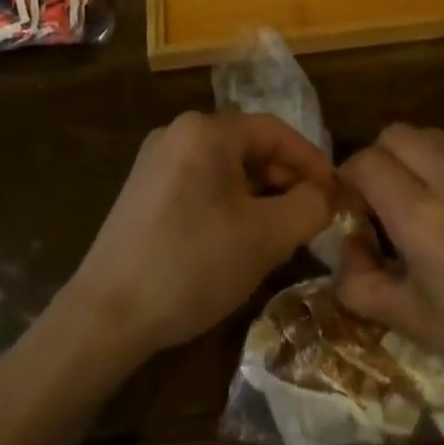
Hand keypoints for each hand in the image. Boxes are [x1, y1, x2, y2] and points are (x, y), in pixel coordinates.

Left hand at [66, 112, 335, 362]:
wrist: (107, 314)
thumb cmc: (193, 264)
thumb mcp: (265, 237)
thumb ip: (309, 207)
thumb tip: (326, 195)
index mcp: (205, 131)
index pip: (274, 130)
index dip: (311, 160)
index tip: (336, 194)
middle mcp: (177, 132)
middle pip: (248, 146)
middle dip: (285, 179)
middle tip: (311, 216)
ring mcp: (154, 161)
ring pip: (224, 167)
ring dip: (259, 194)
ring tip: (280, 232)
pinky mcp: (142, 191)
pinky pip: (200, 183)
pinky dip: (229, 203)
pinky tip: (238, 238)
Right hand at [335, 124, 443, 444]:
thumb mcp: (418, 323)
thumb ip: (361, 284)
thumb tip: (342, 250)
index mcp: (424, 219)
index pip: (365, 163)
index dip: (351, 179)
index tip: (358, 205)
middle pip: (396, 134)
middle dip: (383, 160)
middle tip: (394, 198)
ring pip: (438, 137)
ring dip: (424, 161)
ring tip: (442, 203)